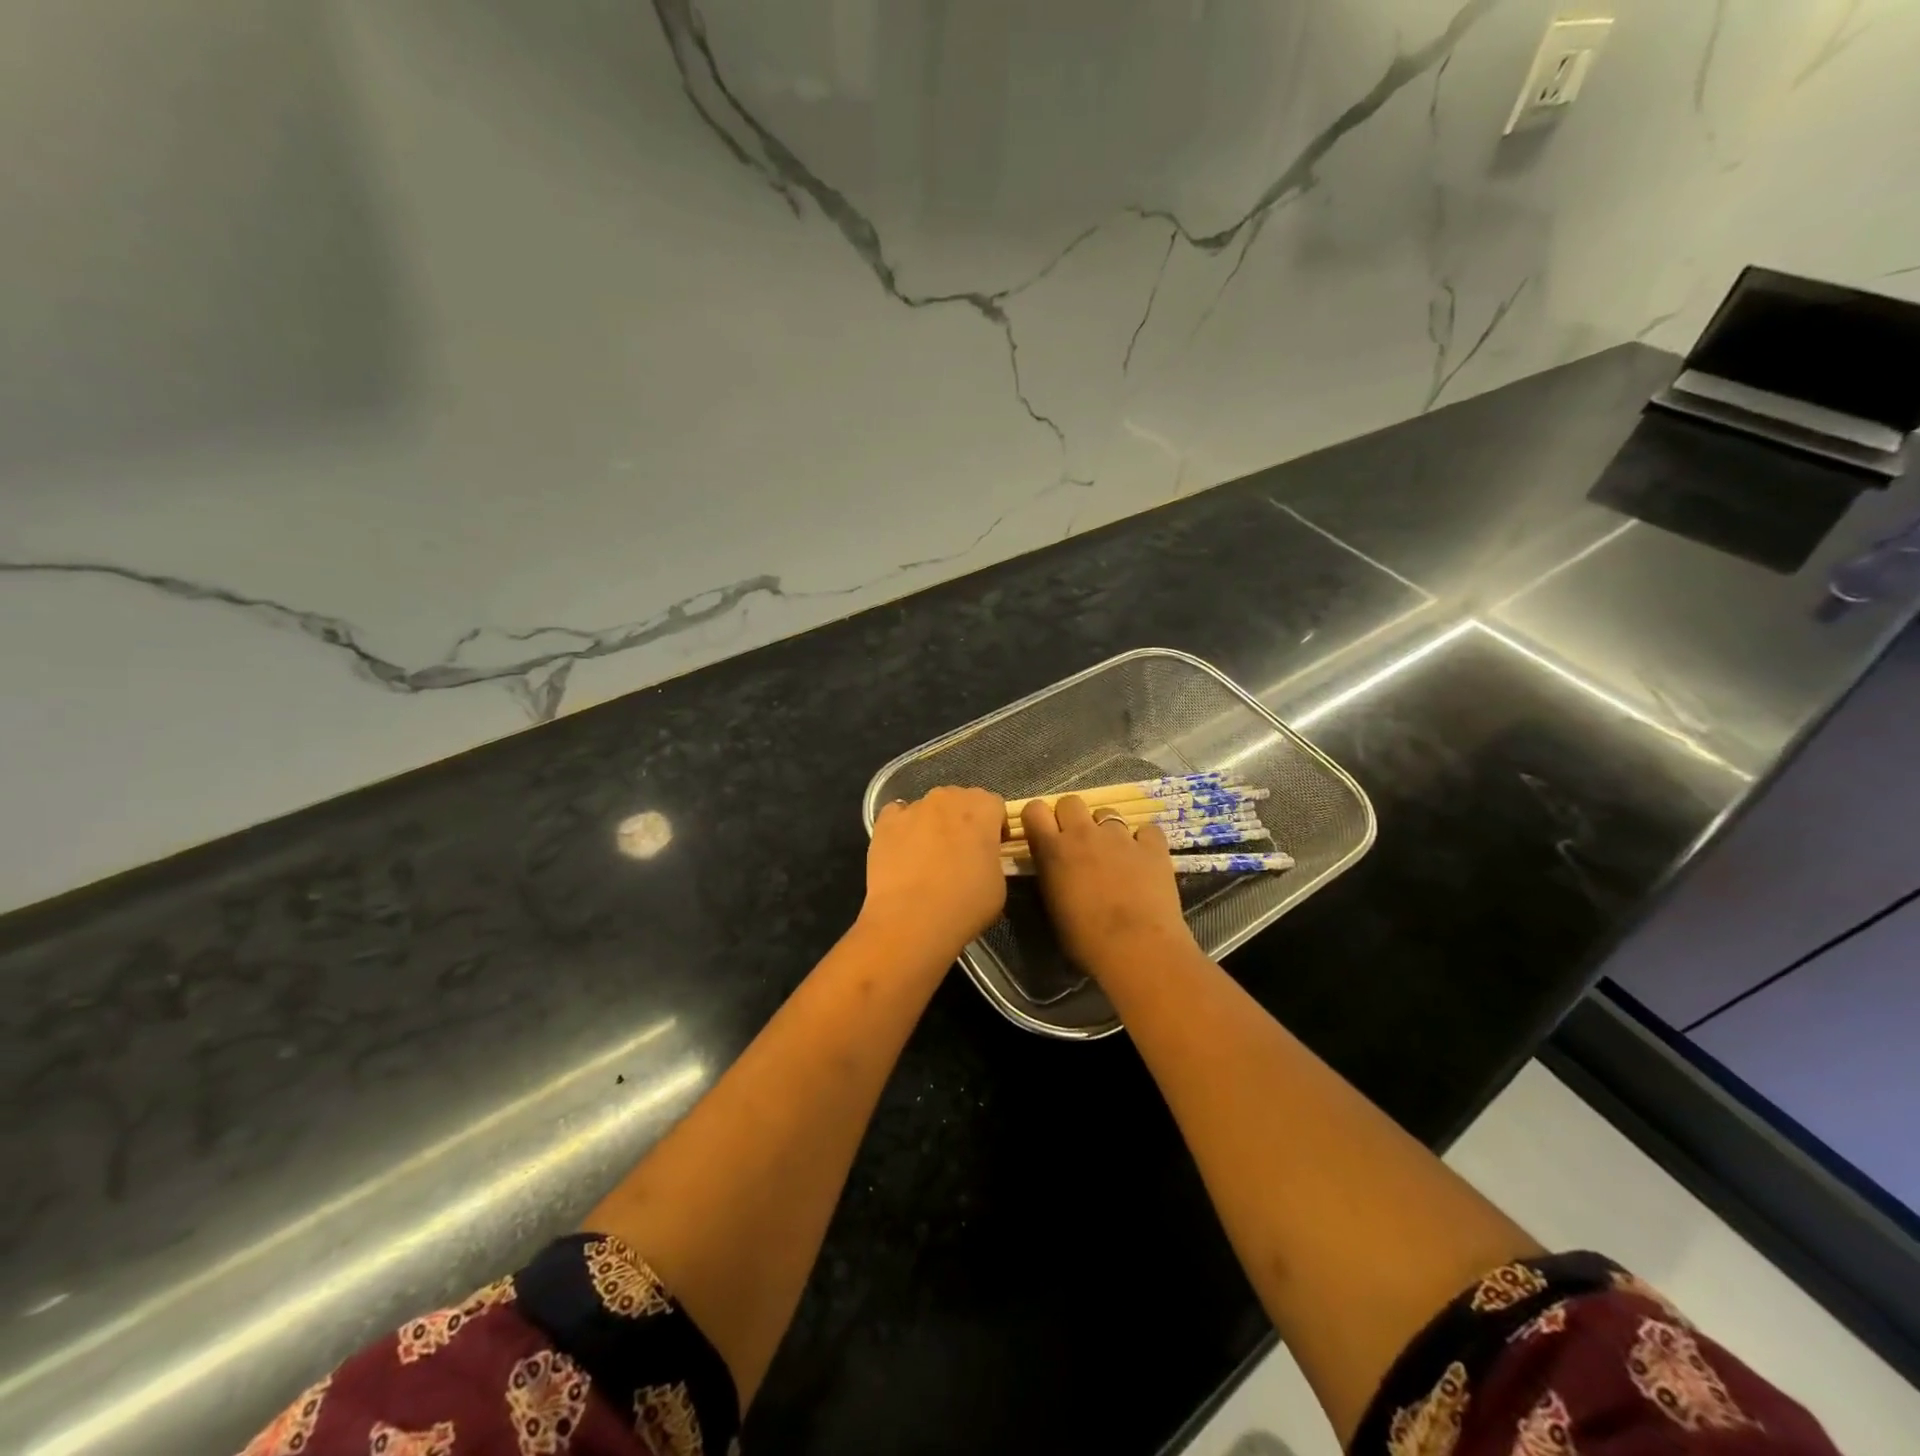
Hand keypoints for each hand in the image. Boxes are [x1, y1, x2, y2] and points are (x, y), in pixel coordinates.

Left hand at [862, 787, 1008, 959]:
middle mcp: (948, 799)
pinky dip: (901, 827)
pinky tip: (902, 851)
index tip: (991, 849)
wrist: (912, 918)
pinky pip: (896, 815)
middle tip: (961, 852)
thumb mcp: (998, 883)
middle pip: (960, 800)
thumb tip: (981, 857)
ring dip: (932, 824)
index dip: (994, 826)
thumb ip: (992, 857)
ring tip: (927, 857)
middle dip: (962, 820)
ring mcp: (913, 808)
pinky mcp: (885, 822)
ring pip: (928, 808)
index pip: (994, 805)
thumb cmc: (965, 903)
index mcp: (982, 809)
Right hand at [1020, 795, 1194, 976]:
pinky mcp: (1152, 845)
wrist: (1137, 948)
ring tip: (1114, 854)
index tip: (1042, 833)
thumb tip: (1053, 866)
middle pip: (1070, 801)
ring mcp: (1120, 836)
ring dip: (1106, 828)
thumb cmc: (1085, 939)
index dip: (1038, 818)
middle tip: (1078, 841)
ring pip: (1107, 812)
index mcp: (1053, 849)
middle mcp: (1083, 833)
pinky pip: (1146, 830)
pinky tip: (1145, 860)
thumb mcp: (1052, 906)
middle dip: (1071, 816)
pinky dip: (1143, 841)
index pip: (1034, 809)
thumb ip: (1050, 875)